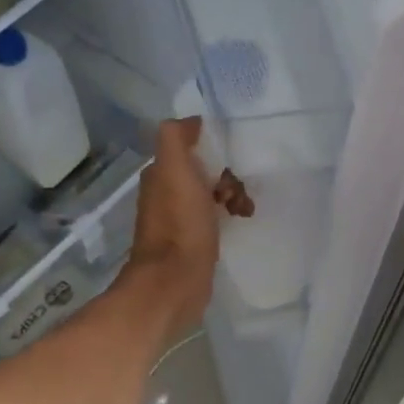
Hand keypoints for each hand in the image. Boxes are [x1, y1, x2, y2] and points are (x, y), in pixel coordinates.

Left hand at [125, 118, 233, 335]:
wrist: (175, 282)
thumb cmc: (180, 224)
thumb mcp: (175, 170)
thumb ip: (176, 138)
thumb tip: (191, 122)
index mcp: (160, 174)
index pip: (190, 147)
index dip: (213, 149)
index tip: (229, 163)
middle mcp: (165, 193)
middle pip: (204, 170)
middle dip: (227, 176)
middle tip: (236, 193)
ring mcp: (178, 219)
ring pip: (211, 194)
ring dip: (233, 195)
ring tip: (244, 210)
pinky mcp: (192, 241)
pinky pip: (214, 217)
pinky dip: (229, 215)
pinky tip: (240, 222)